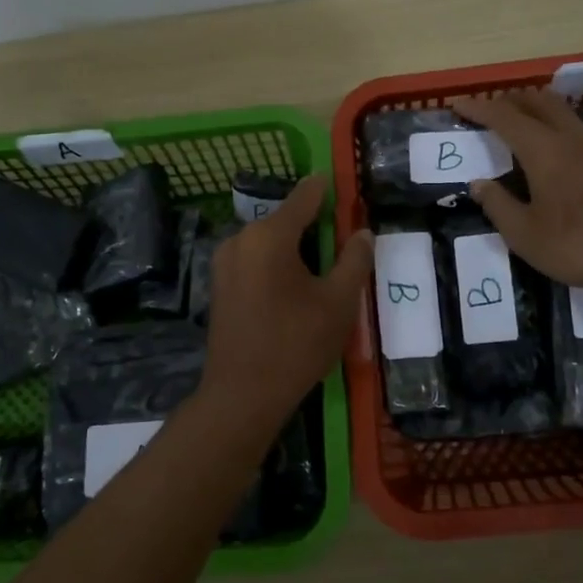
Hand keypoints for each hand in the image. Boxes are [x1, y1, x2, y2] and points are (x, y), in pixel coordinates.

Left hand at [203, 175, 373, 416]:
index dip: (329, 189)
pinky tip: (297, 287)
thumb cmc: (296, 345)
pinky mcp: (220, 285)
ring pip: (270, 241)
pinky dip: (278, 263)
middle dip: (316, 225)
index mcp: (269, 235)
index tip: (347, 186)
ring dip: (297, 247)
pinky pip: (255, 259)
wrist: (242, 396)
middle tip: (345, 241)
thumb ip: (354, 260)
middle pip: (286, 219)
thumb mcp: (339, 302)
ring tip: (326, 267)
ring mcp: (225, 262)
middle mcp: (241, 239)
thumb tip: (362, 232)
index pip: (305, 196)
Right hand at [455, 90, 582, 295]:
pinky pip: (581, 133)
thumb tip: (479, 184)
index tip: (458, 105)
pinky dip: (560, 131)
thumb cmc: (579, 245)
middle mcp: (571, 139)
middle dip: (510, 99)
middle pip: (539, 101)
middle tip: (491, 109)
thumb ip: (499, 206)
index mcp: (543, 150)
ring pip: (564, 113)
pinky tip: (561, 156)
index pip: (504, 117)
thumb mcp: (525, 235)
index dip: (479, 108)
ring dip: (538, 110)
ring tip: (522, 125)